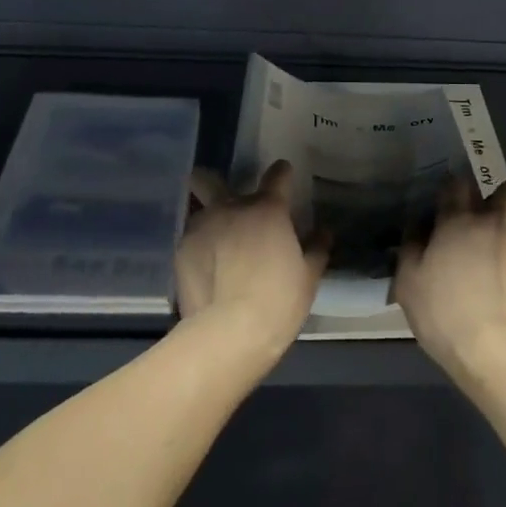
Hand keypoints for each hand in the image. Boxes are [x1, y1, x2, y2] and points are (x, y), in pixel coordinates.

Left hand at [175, 160, 325, 364]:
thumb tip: (324, 232)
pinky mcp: (181, 250)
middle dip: (212, 183)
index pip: (277, 175)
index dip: (282, 173)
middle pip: (211, 180)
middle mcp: (231, 207)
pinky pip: (192, 240)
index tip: (284, 175)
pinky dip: (200, 248)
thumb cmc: (278, 301)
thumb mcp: (308, 277)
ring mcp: (201, 226)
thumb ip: (316, 248)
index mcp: (268, 209)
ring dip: (210, 222)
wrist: (230, 332)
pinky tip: (206, 269)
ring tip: (216, 246)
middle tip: (224, 202)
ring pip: (200, 212)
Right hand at [394, 179, 505, 383]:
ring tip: (492, 268)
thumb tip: (418, 230)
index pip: (457, 183)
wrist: (502, 353)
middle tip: (480, 226)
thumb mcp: (408, 284)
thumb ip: (411, 248)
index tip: (445, 208)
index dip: (451, 191)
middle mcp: (494, 223)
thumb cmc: (446, 315)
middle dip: (497, 198)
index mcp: (458, 221)